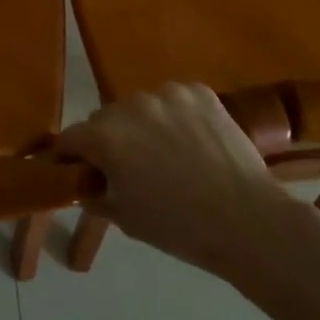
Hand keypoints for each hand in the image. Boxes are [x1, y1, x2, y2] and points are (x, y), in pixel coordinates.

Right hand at [56, 83, 319, 280]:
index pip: (70, 137)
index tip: (79, 170)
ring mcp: (167, 93)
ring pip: (141, 106)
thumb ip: (97, 194)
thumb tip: (86, 184)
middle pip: (105, 118)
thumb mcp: (126, 219)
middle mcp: (130, 105)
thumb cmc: (181, 228)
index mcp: (105, 137)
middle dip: (109, 139)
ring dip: (143, 124)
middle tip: (130, 167)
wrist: (248, 220)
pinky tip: (193, 141)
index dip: (71, 155)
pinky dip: (176, 116)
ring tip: (168, 153)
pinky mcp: (198, 91)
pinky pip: (174, 99)